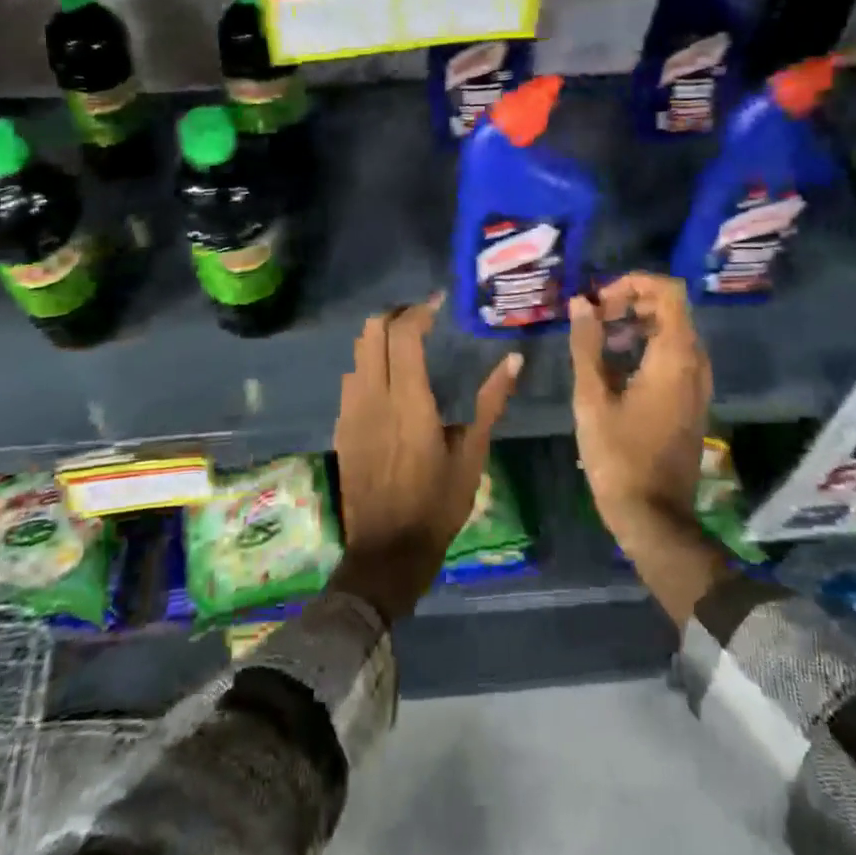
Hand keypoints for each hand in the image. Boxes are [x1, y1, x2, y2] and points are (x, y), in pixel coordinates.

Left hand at [330, 295, 521, 623]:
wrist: (387, 551)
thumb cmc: (437, 504)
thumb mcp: (472, 454)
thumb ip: (491, 402)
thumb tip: (514, 361)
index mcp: (408, 401)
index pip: (403, 335)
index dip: (420, 311)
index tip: (439, 304)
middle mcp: (373, 397)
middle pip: (371, 332)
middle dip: (395, 315)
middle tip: (423, 319)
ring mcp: (351, 411)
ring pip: (357, 353)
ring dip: (380, 338)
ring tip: (408, 344)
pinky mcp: (342, 427)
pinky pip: (351, 379)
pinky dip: (369, 364)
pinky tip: (390, 381)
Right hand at [568, 273, 728, 624]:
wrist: (653, 516)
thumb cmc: (617, 456)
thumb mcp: (591, 397)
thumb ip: (586, 344)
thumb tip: (581, 302)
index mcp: (675, 357)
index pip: (668, 292)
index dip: (632, 283)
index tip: (599, 301)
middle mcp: (695, 364)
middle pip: (671, 308)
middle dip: (631, 302)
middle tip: (594, 317)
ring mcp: (698, 384)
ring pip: (673, 332)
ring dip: (637, 324)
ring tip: (599, 339)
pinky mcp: (692, 401)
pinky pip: (675, 356)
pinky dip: (647, 346)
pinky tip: (615, 366)